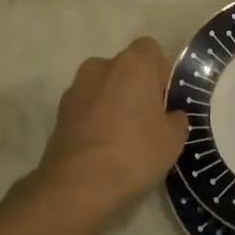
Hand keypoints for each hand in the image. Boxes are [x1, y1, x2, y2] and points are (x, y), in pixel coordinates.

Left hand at [35, 37, 188, 217]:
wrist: (79, 185)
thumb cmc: (135, 152)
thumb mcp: (173, 140)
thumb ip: (176, 119)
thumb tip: (170, 115)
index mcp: (133, 64)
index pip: (150, 50)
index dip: (160, 72)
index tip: (165, 100)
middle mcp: (101, 66)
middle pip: (124, 69)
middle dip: (134, 89)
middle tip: (146, 122)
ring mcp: (75, 90)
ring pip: (102, 89)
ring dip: (112, 105)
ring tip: (122, 140)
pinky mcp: (58, 115)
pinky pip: (85, 110)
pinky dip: (94, 122)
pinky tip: (102, 151)